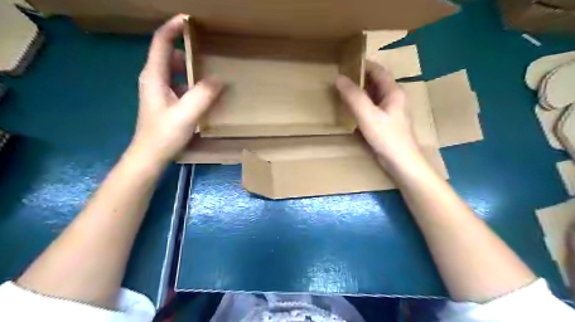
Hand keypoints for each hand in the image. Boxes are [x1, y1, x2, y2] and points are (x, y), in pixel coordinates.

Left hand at [127, 14, 220, 166]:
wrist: (150, 156)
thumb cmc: (164, 134)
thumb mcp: (187, 114)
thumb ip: (203, 95)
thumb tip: (220, 79)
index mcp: (154, 76)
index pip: (162, 42)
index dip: (174, 27)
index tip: (191, 20)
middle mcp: (154, 79)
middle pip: (170, 54)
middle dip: (188, 50)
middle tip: (210, 51)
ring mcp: (159, 90)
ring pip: (176, 70)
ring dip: (192, 68)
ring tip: (212, 71)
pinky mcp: (165, 101)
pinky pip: (180, 84)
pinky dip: (192, 83)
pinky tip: (206, 93)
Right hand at [338, 61, 420, 169]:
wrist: (402, 162)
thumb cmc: (387, 137)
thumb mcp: (368, 116)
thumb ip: (354, 97)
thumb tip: (339, 78)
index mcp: (394, 92)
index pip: (378, 71)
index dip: (364, 65)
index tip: (347, 62)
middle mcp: (394, 98)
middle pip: (376, 82)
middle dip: (360, 78)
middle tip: (341, 77)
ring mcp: (391, 111)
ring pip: (374, 95)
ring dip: (360, 92)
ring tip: (343, 90)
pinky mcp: (387, 122)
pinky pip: (373, 107)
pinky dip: (362, 104)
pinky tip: (352, 109)